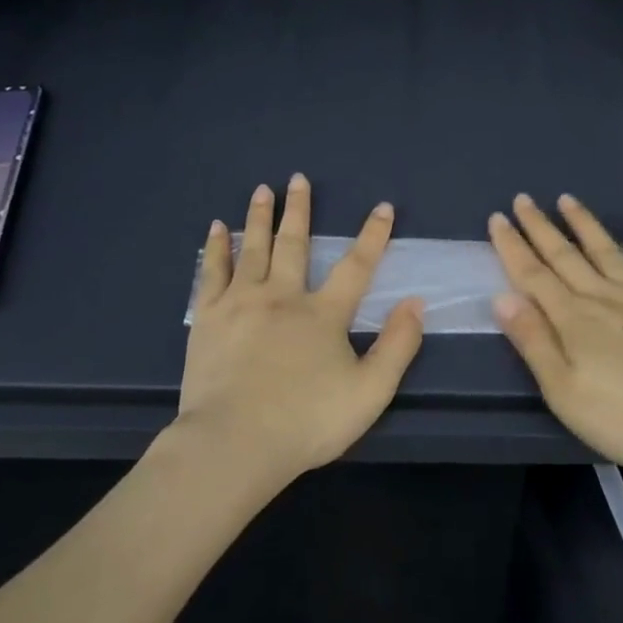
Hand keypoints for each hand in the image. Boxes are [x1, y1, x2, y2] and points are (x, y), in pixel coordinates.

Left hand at [178, 175, 423, 479]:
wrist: (233, 444)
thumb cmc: (306, 422)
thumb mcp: (370, 392)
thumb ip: (397, 346)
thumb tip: (414, 303)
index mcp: (323, 314)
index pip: (356, 266)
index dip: (373, 235)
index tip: (383, 207)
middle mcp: (283, 296)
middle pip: (294, 244)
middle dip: (299, 210)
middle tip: (298, 179)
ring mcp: (241, 303)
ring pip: (253, 249)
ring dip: (259, 217)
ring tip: (262, 190)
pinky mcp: (207, 318)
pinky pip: (212, 272)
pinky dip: (216, 248)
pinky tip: (216, 229)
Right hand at [489, 194, 622, 481]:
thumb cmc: (622, 418)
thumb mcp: (563, 391)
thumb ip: (533, 341)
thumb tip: (502, 296)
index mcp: (573, 319)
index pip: (533, 276)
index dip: (513, 247)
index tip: (497, 218)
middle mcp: (603, 297)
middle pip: (564, 256)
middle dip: (540, 227)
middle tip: (522, 199)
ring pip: (605, 250)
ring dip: (584, 223)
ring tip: (566, 198)